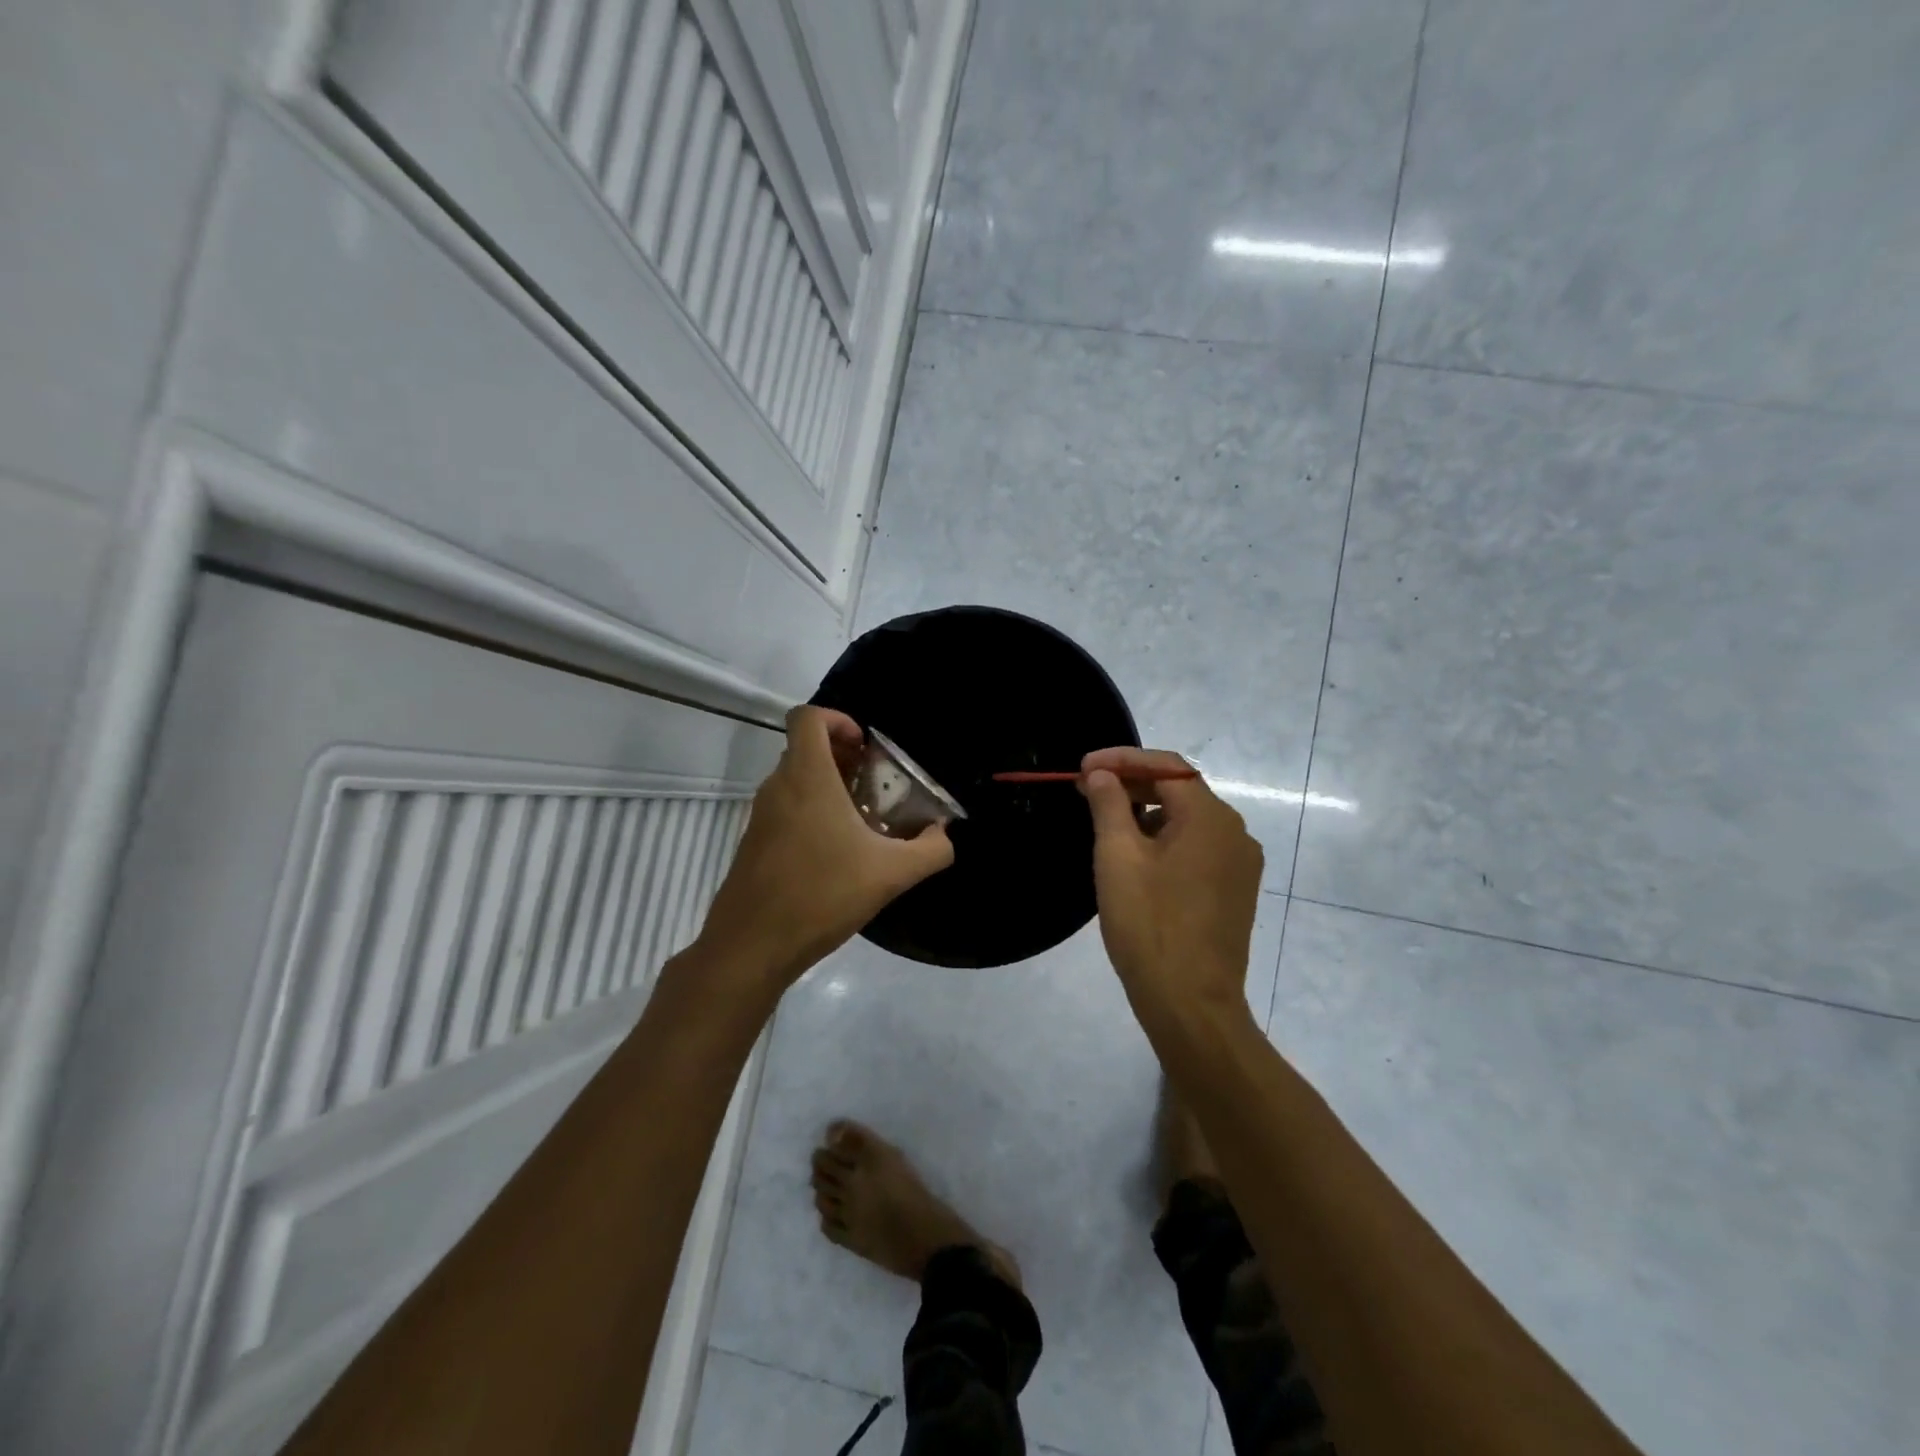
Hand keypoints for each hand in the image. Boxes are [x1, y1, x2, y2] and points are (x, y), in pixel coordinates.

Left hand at [697, 706, 953, 986]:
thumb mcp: (890, 874)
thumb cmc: (822, 894)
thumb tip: (945, 835)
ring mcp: (761, 816)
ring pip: (794, 780)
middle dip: (842, 756)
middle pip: (804, 748)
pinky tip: (837, 852)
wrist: (752, 945)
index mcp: (807, 777)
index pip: (807, 717)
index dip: (838, 719)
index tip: (865, 747)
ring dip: (828, 786)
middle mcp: (778, 787)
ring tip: (863, 819)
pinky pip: (785, 809)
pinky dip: (811, 812)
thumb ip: (930, 850)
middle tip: (874, 783)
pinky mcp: (754, 843)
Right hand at [1078, 747, 1263, 1026]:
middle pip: (1180, 790)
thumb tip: (1101, 774)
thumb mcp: (1117, 858)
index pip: (1166, 766)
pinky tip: (1135, 856)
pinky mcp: (1236, 890)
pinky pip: (1197, 848)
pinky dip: (1164, 839)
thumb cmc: (1149, 925)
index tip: (1082, 768)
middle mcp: (1235, 832)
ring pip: (1188, 820)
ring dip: (1146, 812)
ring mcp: (1240, 864)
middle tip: (1086, 790)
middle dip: (1131, 784)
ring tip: (1105, 823)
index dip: (1121, 759)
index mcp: (1210, 817)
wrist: (1191, 1004)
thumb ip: (1109, 805)